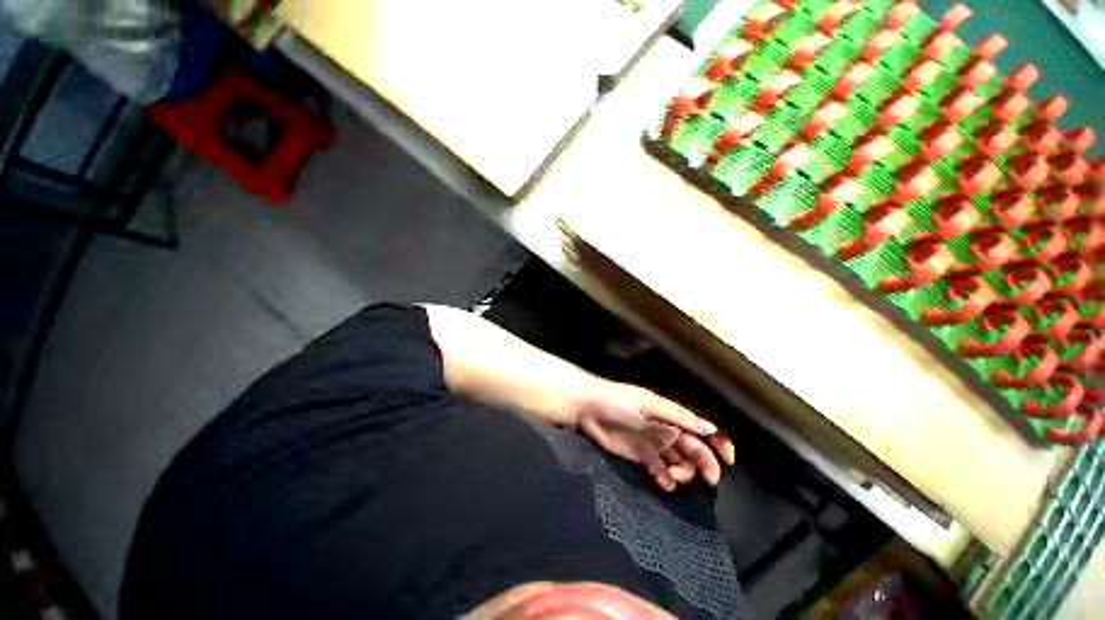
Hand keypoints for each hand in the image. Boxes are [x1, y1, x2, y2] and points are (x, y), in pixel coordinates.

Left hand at [572, 381, 735, 491]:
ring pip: (677, 462)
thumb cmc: (618, 401)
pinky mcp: (638, 456)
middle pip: (692, 448)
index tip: (729, 461)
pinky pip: (658, 469)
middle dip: (703, 463)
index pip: (699, 427)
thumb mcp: (649, 406)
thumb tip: (710, 428)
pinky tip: (662, 482)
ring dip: (682, 473)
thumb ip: (679, 418)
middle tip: (709, 479)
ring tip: (673, 477)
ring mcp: (651, 443)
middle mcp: (664, 429)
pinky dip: (664, 478)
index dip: (717, 442)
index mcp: (669, 413)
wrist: (587, 408)